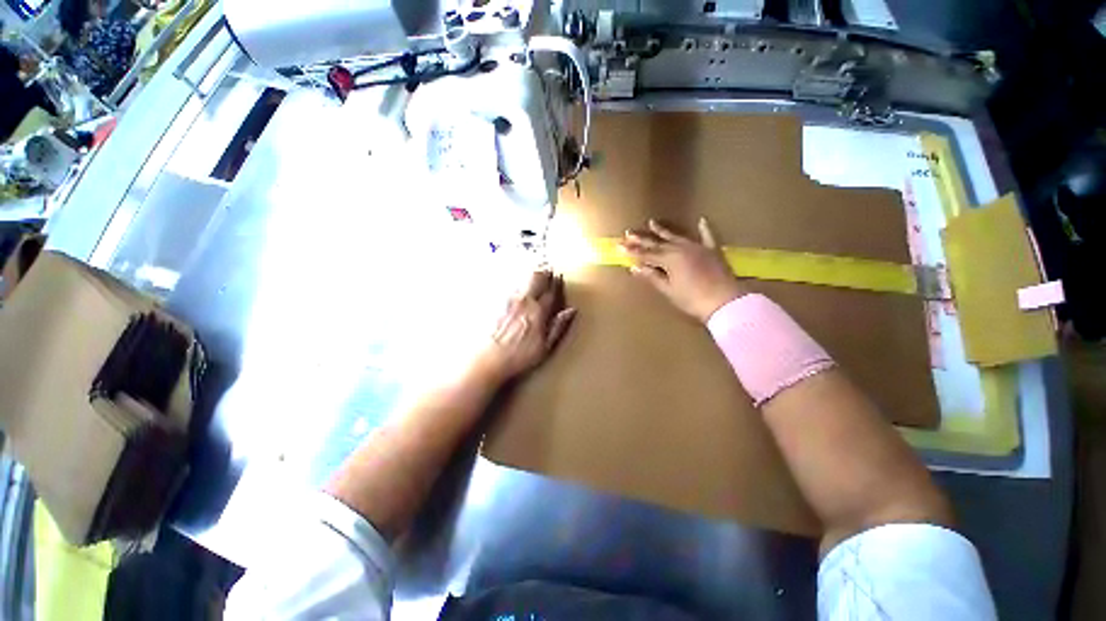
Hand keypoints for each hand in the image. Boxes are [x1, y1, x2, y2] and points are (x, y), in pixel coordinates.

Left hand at [475, 270, 576, 382]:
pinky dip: (515, 280)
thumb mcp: (545, 347)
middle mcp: (524, 300)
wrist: (488, 359)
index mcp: (538, 311)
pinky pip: (508, 285)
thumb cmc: (519, 356)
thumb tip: (572, 310)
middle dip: (544, 272)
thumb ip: (559, 326)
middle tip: (547, 268)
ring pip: (522, 278)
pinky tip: (515, 281)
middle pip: (537, 278)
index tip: (560, 276)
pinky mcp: (495, 302)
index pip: (552, 291)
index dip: (557, 282)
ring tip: (534, 270)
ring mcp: (508, 300)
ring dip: (530, 273)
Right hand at [621, 218, 748, 322]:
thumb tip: (635, 267)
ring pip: (676, 237)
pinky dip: (704, 229)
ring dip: (663, 230)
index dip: (631, 251)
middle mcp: (681, 249)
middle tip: (628, 232)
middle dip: (641, 239)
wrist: (724, 302)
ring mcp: (697, 248)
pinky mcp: (712, 251)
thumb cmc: (692, 299)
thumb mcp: (668, 289)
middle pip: (657, 243)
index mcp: (669, 259)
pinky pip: (707, 236)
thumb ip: (652, 276)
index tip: (619, 246)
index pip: (646, 254)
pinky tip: (701, 220)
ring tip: (651, 222)